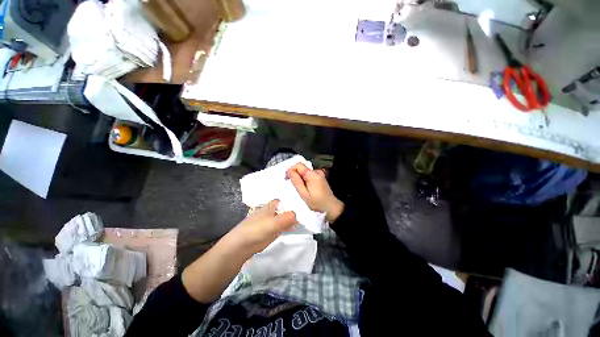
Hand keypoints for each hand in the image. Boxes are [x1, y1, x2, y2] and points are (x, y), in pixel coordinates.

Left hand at [225, 200, 295, 253]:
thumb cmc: (256, 230)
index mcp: (270, 206)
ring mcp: (270, 222)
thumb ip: (286, 218)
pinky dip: (287, 227)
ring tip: (302, 222)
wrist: (240, 246)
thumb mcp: (273, 223)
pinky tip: (292, 229)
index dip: (291, 202)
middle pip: (284, 209)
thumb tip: (296, 215)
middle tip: (304, 215)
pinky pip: (281, 227)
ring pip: (283, 218)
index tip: (301, 206)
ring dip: (291, 220)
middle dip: (293, 212)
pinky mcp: (269, 232)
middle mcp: (271, 212)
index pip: (283, 201)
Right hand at [286, 163, 343, 221]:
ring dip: (299, 177)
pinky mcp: (320, 178)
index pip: (298, 165)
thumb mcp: (303, 194)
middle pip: (301, 167)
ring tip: (298, 187)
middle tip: (291, 183)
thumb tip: (290, 172)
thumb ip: (296, 181)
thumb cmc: (317, 203)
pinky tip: (304, 187)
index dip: (290, 170)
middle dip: (294, 174)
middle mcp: (316, 172)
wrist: (331, 207)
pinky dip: (304, 179)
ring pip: (305, 171)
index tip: (286, 178)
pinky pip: (309, 175)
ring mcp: (319, 174)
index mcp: (312, 175)